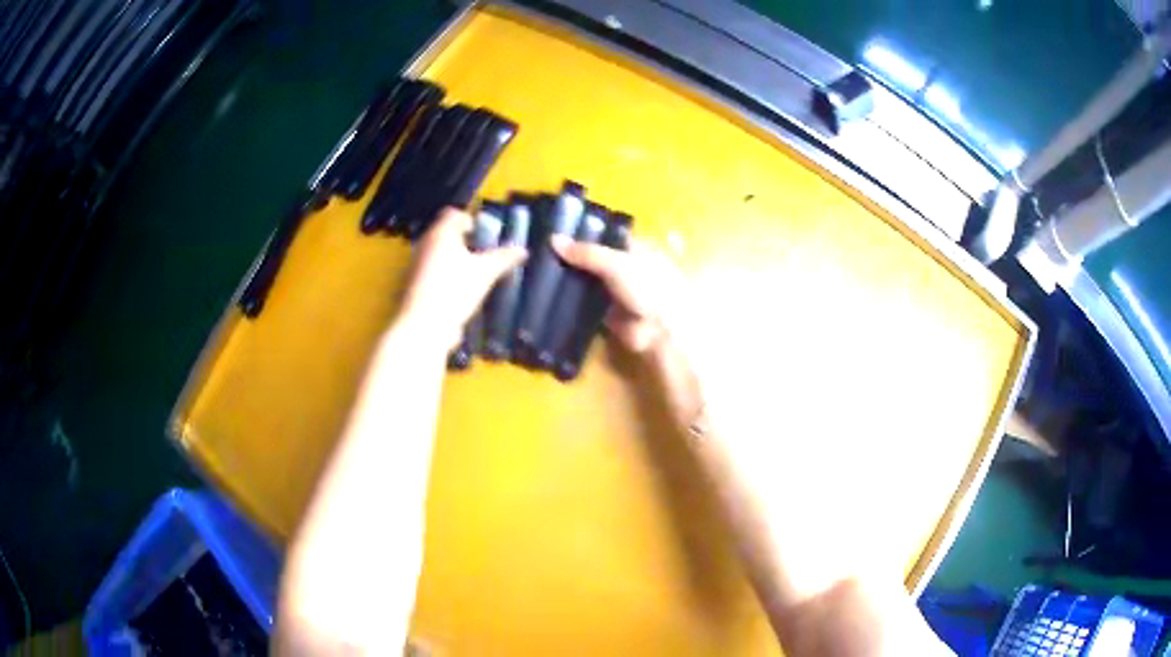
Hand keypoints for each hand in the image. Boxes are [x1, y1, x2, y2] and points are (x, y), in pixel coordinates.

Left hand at [398, 208, 526, 348]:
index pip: (454, 214)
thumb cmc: (455, 290)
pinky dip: (446, 276)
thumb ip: (504, 258)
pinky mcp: (414, 285)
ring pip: (438, 254)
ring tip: (475, 274)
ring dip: (455, 260)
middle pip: (446, 234)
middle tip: (484, 254)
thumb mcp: (486, 272)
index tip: (485, 235)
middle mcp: (425, 244)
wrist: (424, 325)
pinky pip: (433, 272)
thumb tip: (523, 250)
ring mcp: (416, 265)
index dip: (470, 220)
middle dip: (465, 242)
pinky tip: (461, 291)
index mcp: (441, 233)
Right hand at [550, 235, 682, 356]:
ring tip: (539, 272)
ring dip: (570, 281)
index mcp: (636, 250)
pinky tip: (549, 298)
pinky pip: (587, 306)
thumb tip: (552, 239)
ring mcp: (617, 293)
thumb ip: (585, 253)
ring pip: (589, 283)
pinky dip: (571, 304)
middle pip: (595, 260)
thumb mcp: (616, 263)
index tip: (556, 230)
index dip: (585, 233)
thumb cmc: (647, 287)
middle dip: (573, 258)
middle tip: (541, 252)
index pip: (607, 236)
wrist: (660, 331)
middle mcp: (627, 269)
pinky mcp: (609, 316)